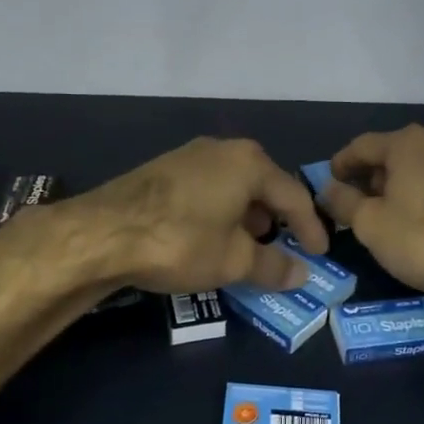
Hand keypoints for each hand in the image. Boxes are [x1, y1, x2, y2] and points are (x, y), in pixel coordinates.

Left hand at [67, 137, 329, 294]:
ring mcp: (189, 155)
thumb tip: (301, 275)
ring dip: (246, 215)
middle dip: (277, 218)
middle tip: (285, 245)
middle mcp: (222, 149)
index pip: (294, 196)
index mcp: (249, 163)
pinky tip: (210, 235)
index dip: (310, 228)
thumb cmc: (181, 241)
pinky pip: (207, 188)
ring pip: (232, 185)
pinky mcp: (163, 169)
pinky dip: (219, 211)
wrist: (102, 232)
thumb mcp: (233, 261)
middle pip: (263, 184)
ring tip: (247, 244)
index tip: (320, 253)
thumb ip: (272, 266)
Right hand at [321, 124, 423, 304]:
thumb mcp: (369, 223)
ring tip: (384, 217)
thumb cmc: (422, 239)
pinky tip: (418, 225)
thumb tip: (328, 189)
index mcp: (407, 143)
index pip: (361, 146)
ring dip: (397, 189)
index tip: (328, 184)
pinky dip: (422, 198)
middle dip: (369, 178)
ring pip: (418, 171)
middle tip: (353, 205)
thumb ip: (343, 201)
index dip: (339, 165)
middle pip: (392, 155)